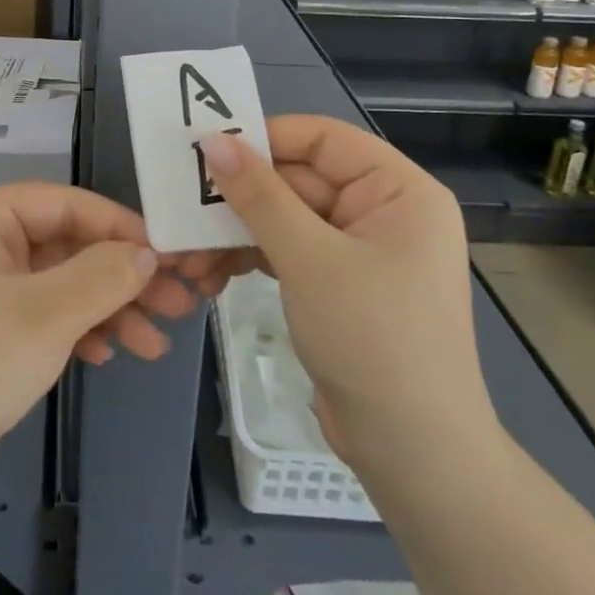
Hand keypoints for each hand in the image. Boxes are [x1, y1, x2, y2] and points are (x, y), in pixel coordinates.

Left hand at [0, 182, 210, 506]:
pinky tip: (109, 356)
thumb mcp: (46, 315)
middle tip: (177, 304)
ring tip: (156, 344)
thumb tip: (148, 252)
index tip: (169, 253)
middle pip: (66, 244)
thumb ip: (104, 275)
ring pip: (60, 283)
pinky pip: (43, 314)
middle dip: (121, 277)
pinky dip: (78, 330)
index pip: (64, 203)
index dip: (119, 225)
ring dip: (108, 309)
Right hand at [197, 116, 497, 477]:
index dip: (266, 138)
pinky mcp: (336, 284)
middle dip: (239, 199)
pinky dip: (249, 259)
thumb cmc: (373, 340)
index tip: (207, 150)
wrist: (413, 456)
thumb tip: (212, 140)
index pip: (323, 138)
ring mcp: (358, 249)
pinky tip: (211, 276)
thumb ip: (259, 195)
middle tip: (181, 209)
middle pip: (297, 179)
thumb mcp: (310, 259)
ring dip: (235, 233)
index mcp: (398, 190)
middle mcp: (381, 210)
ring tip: (188, 257)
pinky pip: (286, 251)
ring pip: (284, 218)